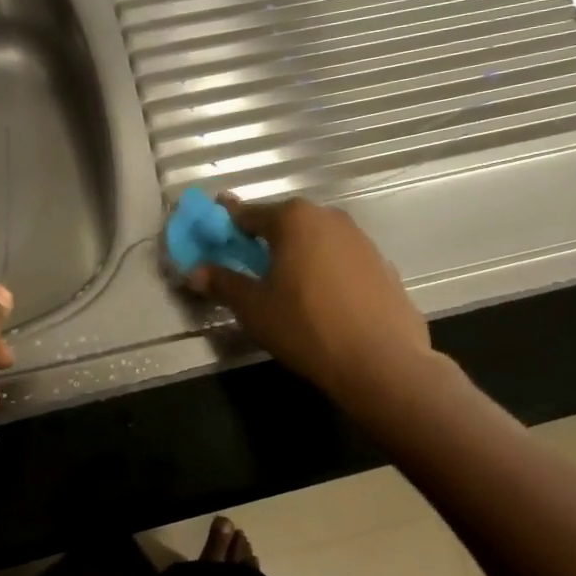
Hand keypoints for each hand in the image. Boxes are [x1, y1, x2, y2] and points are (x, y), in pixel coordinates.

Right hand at [188, 195, 431, 408]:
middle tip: (249, 265)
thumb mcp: (254, 308)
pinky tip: (323, 301)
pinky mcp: (382, 264)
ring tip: (287, 285)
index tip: (214, 231)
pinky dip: (326, 270)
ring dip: (298, 254)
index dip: (227, 224)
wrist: (382, 361)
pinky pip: (341, 260)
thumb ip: (223, 283)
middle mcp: (328, 217)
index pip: (248, 214)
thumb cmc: (306, 326)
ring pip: (316, 239)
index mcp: (293, 218)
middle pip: (285, 223)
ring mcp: (360, 239)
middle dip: (265, 239)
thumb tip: (194, 272)